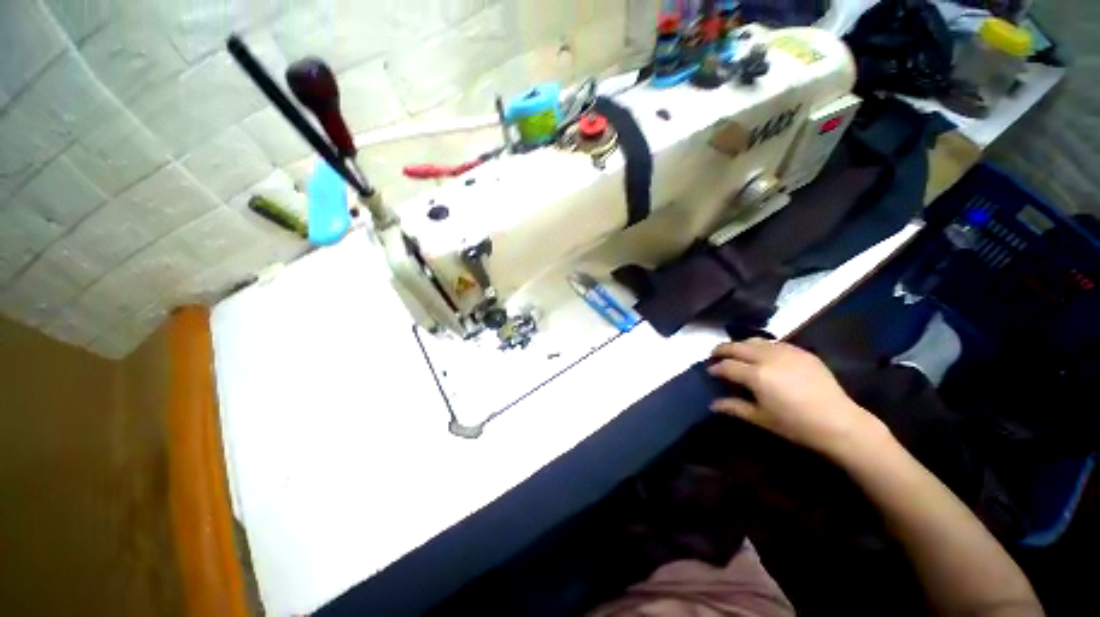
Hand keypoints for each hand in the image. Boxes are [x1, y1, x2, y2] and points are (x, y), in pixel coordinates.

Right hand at [707, 339, 883, 455]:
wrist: (839, 422)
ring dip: (741, 345)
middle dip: (722, 349)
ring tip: (737, 353)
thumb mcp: (761, 418)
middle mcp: (768, 357)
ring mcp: (786, 351)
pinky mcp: (801, 352)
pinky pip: (774, 343)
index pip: (727, 365)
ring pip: (755, 341)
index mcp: (756, 375)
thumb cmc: (796, 425)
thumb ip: (734, 407)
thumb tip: (712, 404)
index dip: (715, 368)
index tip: (710, 371)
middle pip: (737, 346)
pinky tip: (763, 355)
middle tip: (715, 355)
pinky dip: (762, 346)